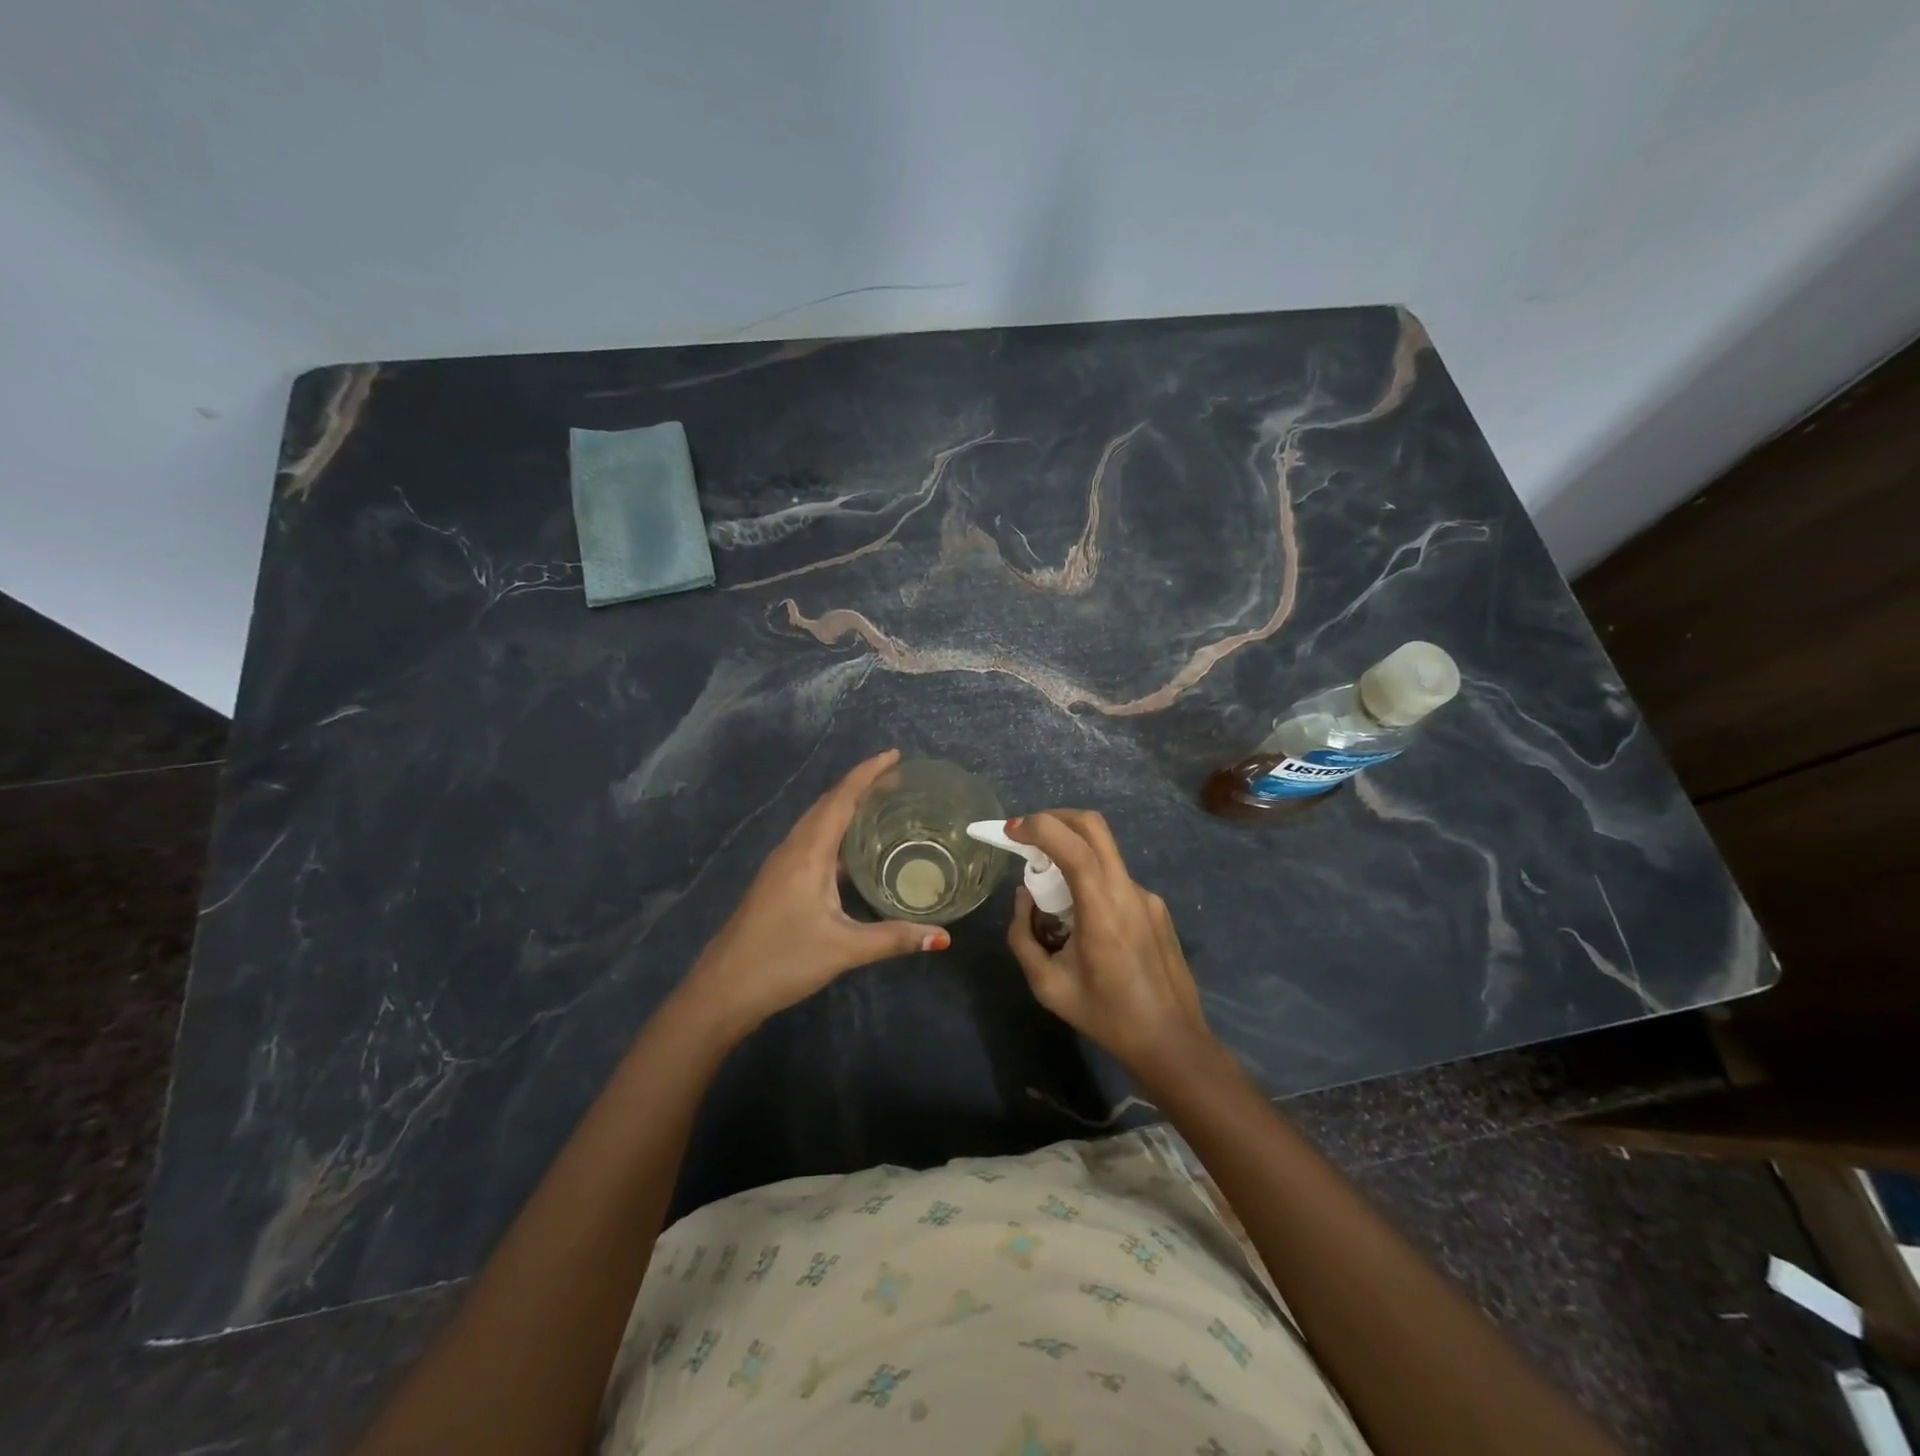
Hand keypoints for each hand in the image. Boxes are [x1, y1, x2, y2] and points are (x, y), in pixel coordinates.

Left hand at [680, 750, 946, 1036]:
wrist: (723, 989)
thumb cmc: (782, 960)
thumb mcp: (843, 949)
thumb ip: (893, 939)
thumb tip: (943, 936)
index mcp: (808, 853)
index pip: (840, 799)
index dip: (868, 773)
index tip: (895, 755)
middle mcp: (793, 849)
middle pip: (828, 803)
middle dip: (861, 785)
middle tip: (898, 779)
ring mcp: (782, 865)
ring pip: (817, 822)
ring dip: (846, 806)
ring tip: (880, 805)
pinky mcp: (779, 881)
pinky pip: (812, 841)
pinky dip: (836, 832)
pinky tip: (854, 852)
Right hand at [1006, 810, 1215, 1076]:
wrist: (1172, 1042)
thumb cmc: (1106, 1016)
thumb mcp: (1047, 985)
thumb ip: (1023, 936)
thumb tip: (1024, 898)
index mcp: (1102, 909)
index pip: (1073, 845)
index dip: (1040, 827)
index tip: (1012, 831)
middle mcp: (1128, 891)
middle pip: (1094, 826)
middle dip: (1055, 819)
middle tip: (1027, 835)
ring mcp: (1147, 896)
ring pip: (1104, 852)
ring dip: (1072, 851)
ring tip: (1050, 889)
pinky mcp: (1157, 907)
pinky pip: (1116, 879)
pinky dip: (1091, 879)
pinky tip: (1083, 919)